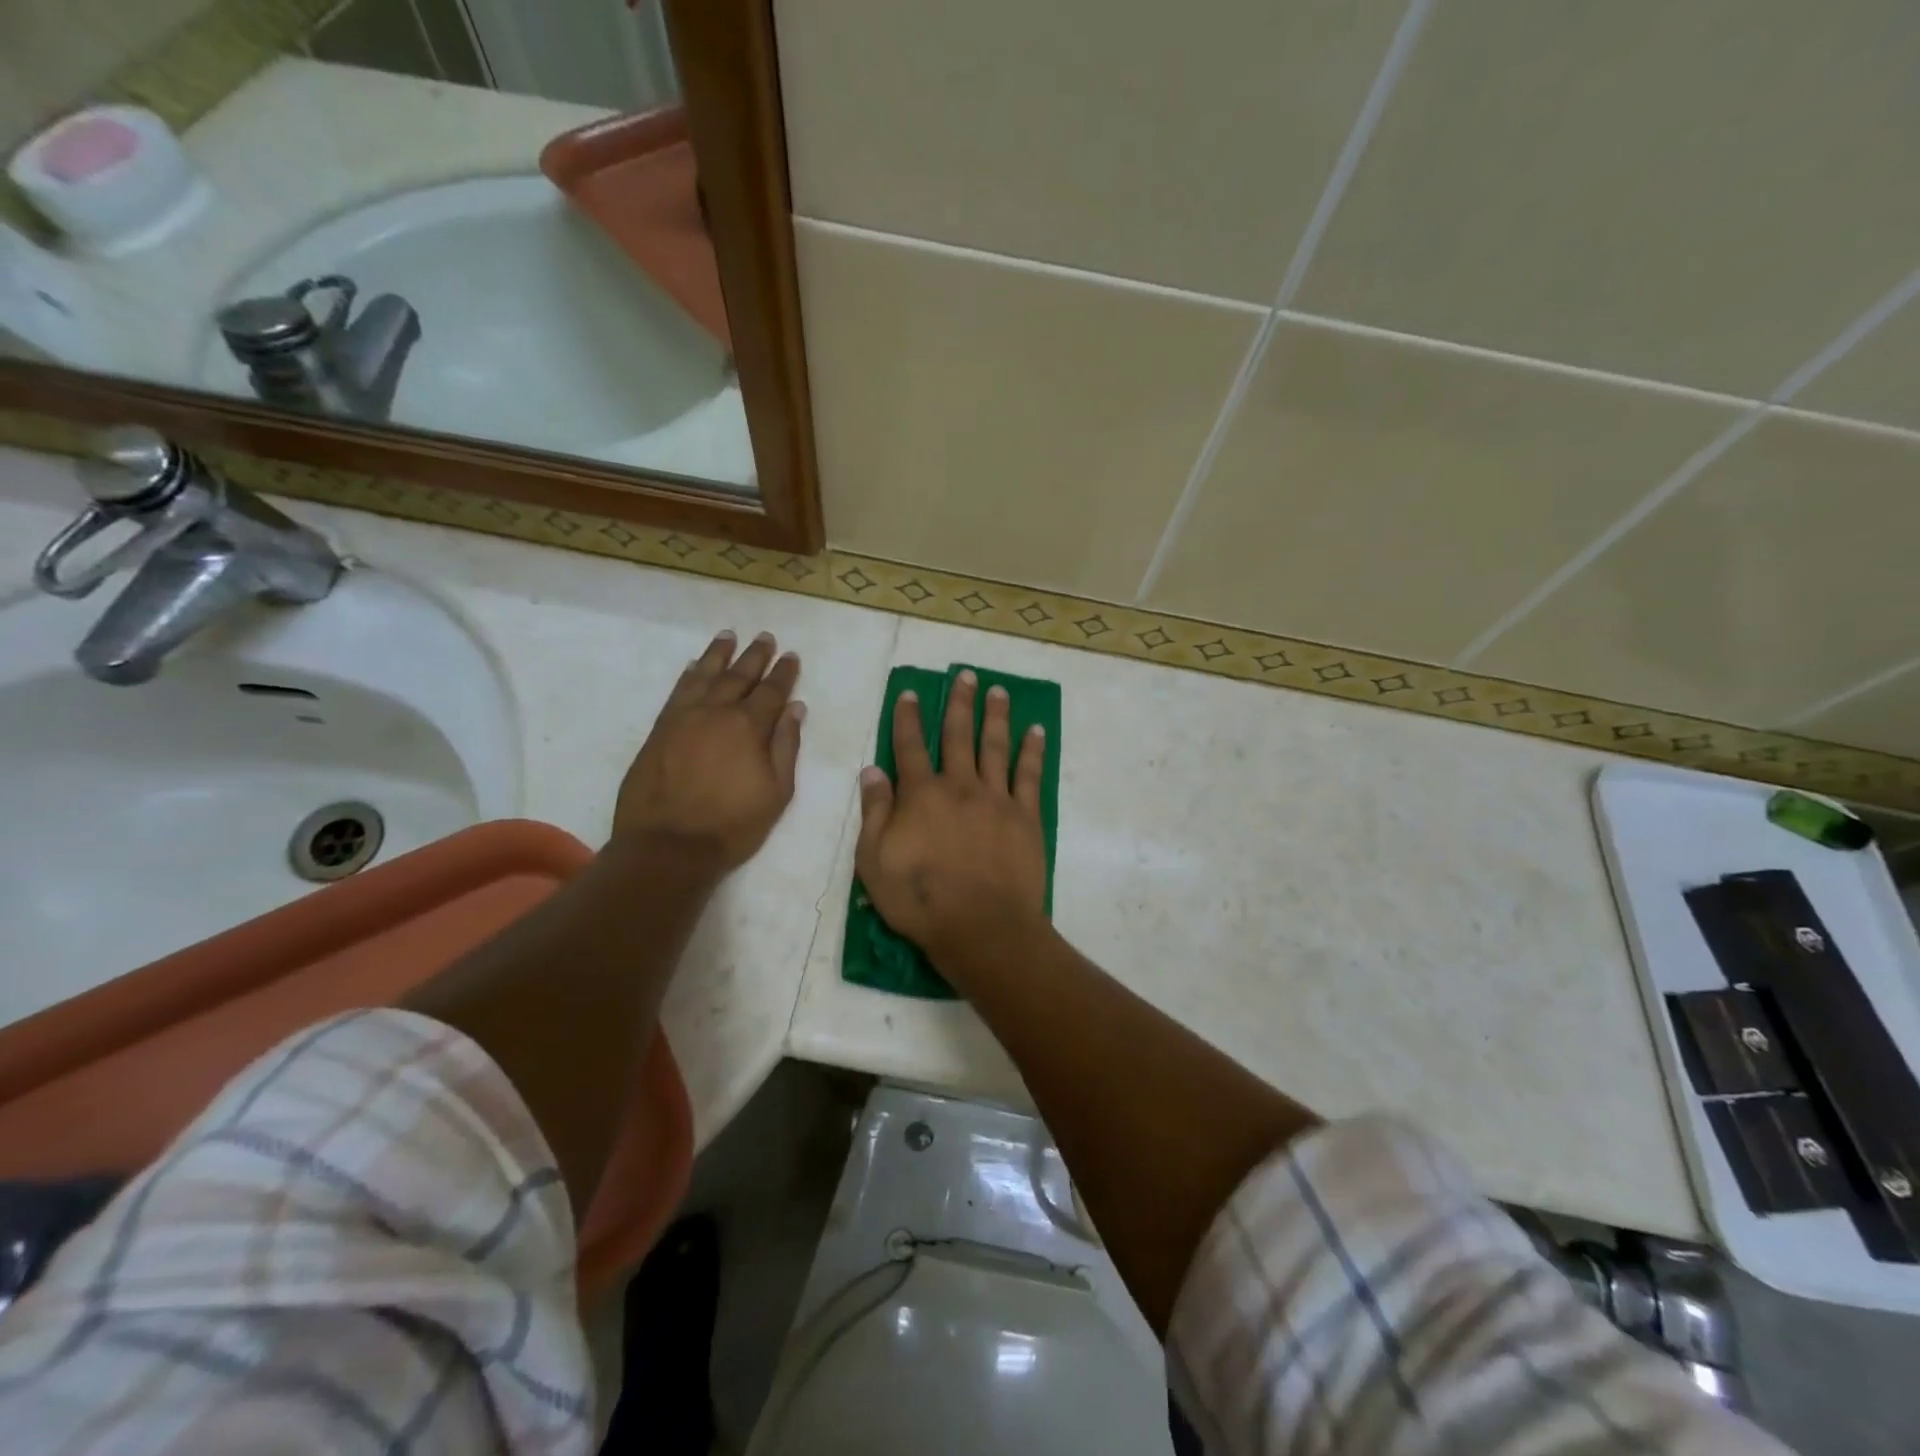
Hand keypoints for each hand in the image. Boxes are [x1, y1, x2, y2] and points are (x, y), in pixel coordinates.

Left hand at [614, 630, 803, 869]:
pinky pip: (677, 691)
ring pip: (704, 676)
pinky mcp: (660, 730)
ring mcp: (684, 718)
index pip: (772, 691)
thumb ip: (786, 746)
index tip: (791, 656)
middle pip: (739, 676)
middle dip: (755, 655)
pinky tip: (694, 666)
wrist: (668, 845)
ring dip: (719, 655)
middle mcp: (716, 712)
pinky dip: (689, 675)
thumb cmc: (732, 824)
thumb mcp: (777, 791)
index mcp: (749, 727)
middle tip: (765, 637)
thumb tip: (795, 709)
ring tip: (728, 636)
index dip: (784, 672)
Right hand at [854, 669, 1048, 967]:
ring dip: (995, 715)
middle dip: (959, 702)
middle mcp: (959, 786)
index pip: (910, 746)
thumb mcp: (874, 862)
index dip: (908, 718)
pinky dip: (1032, 751)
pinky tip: (1036, 731)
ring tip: (998, 690)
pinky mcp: (1025, 816)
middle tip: (966, 674)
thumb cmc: (921, 900)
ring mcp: (996, 798)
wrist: (982, 927)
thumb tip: (872, 770)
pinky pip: (1029, 775)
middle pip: (958, 735)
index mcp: (920, 795)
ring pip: (995, 746)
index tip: (910, 692)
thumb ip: (874, 813)